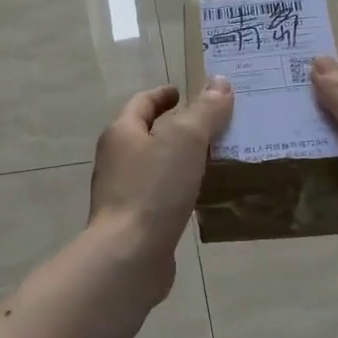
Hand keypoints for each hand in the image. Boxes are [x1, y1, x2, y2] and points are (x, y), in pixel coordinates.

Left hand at [89, 79, 234, 298]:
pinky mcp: (135, 222)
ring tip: (216, 159)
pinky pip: (161, 196)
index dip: (163, 95)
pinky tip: (203, 196)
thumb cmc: (154, 189)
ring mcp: (123, 193)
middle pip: (147, 134)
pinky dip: (180, 190)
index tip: (184, 92)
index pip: (142, 103)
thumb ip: (204, 111)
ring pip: (156, 167)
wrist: (129, 255)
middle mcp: (117, 160)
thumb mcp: (185, 140)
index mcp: (121, 133)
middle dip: (177, 128)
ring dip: (180, 160)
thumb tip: (220, 82)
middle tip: (213, 125)